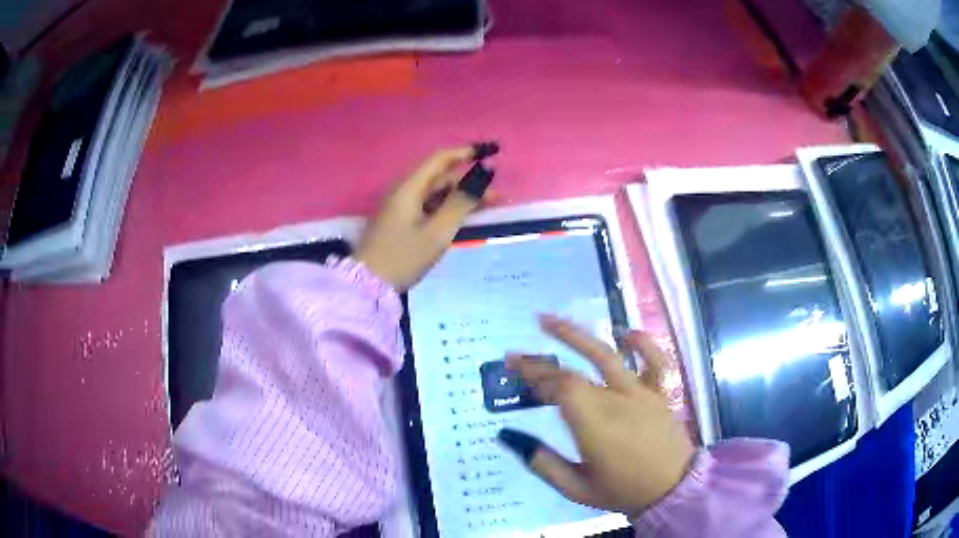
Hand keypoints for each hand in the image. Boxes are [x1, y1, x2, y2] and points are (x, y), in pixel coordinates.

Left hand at [355, 147, 492, 290]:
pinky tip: (463, 218)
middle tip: (497, 197)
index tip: (491, 151)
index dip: (467, 152)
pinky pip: (429, 207)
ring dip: (461, 198)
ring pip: (436, 194)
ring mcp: (400, 207)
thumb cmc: (403, 257)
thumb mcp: (437, 232)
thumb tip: (483, 174)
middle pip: (440, 178)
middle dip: (470, 183)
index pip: (441, 158)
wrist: (368, 285)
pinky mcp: (400, 221)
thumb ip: (462, 202)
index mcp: (409, 187)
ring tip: (487, 208)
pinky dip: (448, 209)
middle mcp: (404, 191)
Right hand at [498, 315, 693, 517]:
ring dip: (579, 336)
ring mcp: (642, 394)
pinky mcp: (660, 393)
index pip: (560, 389)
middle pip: (576, 373)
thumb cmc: (622, 491)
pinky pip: (656, 361)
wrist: (672, 491)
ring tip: (552, 320)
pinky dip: (643, 343)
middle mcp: (617, 402)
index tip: (513, 366)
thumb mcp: (575, 488)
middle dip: (544, 362)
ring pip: (608, 357)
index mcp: (594, 426)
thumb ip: (542, 463)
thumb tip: (508, 436)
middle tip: (519, 353)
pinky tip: (626, 332)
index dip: (534, 375)